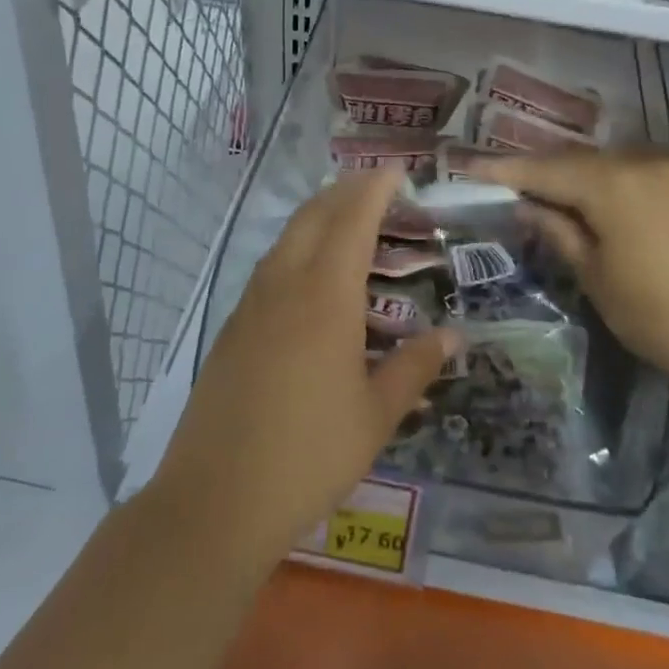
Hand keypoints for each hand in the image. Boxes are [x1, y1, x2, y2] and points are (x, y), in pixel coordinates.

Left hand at [152, 169, 458, 564]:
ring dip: (318, 216)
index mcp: (325, 297)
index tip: (396, 168)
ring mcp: (250, 305)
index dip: (375, 188)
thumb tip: (454, 336)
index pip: (352, 220)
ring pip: (286, 239)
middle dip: (345, 191)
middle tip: (376, 185)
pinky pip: (269, 268)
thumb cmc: (308, 455)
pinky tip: (310, 275)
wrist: (215, 499)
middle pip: (313, 216)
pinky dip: (297, 248)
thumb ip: (415, 367)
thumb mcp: (376, 415)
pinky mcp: (232, 328)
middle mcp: (284, 286)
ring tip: (347, 219)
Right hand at [473, 150, 668, 399]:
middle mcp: (646, 164)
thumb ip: (560, 234)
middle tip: (513, 187)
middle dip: (544, 172)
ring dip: (584, 177)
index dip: (503, 171)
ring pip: (616, 164)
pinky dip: (621, 185)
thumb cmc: (664, 317)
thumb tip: (529, 207)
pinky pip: (648, 175)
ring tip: (562, 198)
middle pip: (580, 161)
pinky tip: (616, 208)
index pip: (544, 170)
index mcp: (612, 184)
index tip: (469, 168)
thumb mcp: (598, 280)